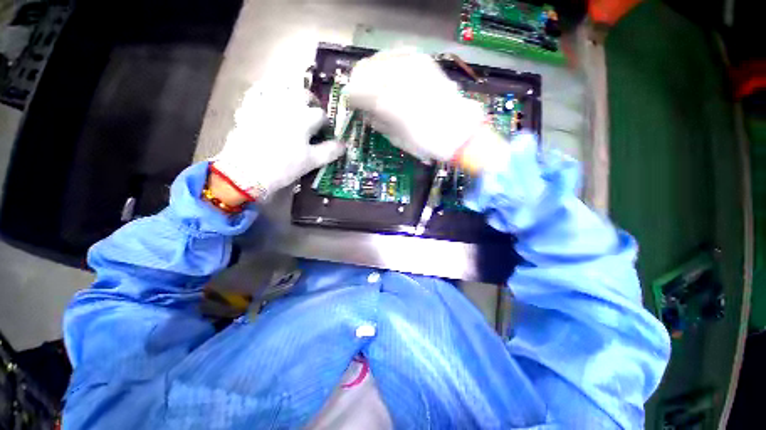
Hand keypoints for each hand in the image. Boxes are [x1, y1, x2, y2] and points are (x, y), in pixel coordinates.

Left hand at [211, 83, 343, 200]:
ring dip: (291, 91)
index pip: (321, 115)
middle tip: (312, 114)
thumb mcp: (311, 161)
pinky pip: (257, 90)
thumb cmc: (284, 167)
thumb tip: (344, 145)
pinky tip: (268, 96)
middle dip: (311, 102)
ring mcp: (266, 102)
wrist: (246, 172)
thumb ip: (329, 151)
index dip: (325, 124)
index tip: (324, 133)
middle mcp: (287, 104)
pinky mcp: (248, 106)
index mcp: (304, 118)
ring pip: (282, 86)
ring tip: (293, 102)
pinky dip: (265, 90)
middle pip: (304, 94)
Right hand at [344, 49, 486, 162]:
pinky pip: (396, 55)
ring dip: (372, 75)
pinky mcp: (422, 59)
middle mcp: (394, 76)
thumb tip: (365, 111)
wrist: (458, 132)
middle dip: (359, 85)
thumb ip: (375, 121)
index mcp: (385, 101)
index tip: (353, 107)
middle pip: (362, 70)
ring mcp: (410, 63)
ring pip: (377, 60)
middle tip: (363, 98)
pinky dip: (388, 66)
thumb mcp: (394, 138)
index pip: (354, 91)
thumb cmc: (425, 142)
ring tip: (377, 89)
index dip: (350, 100)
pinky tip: (392, 78)